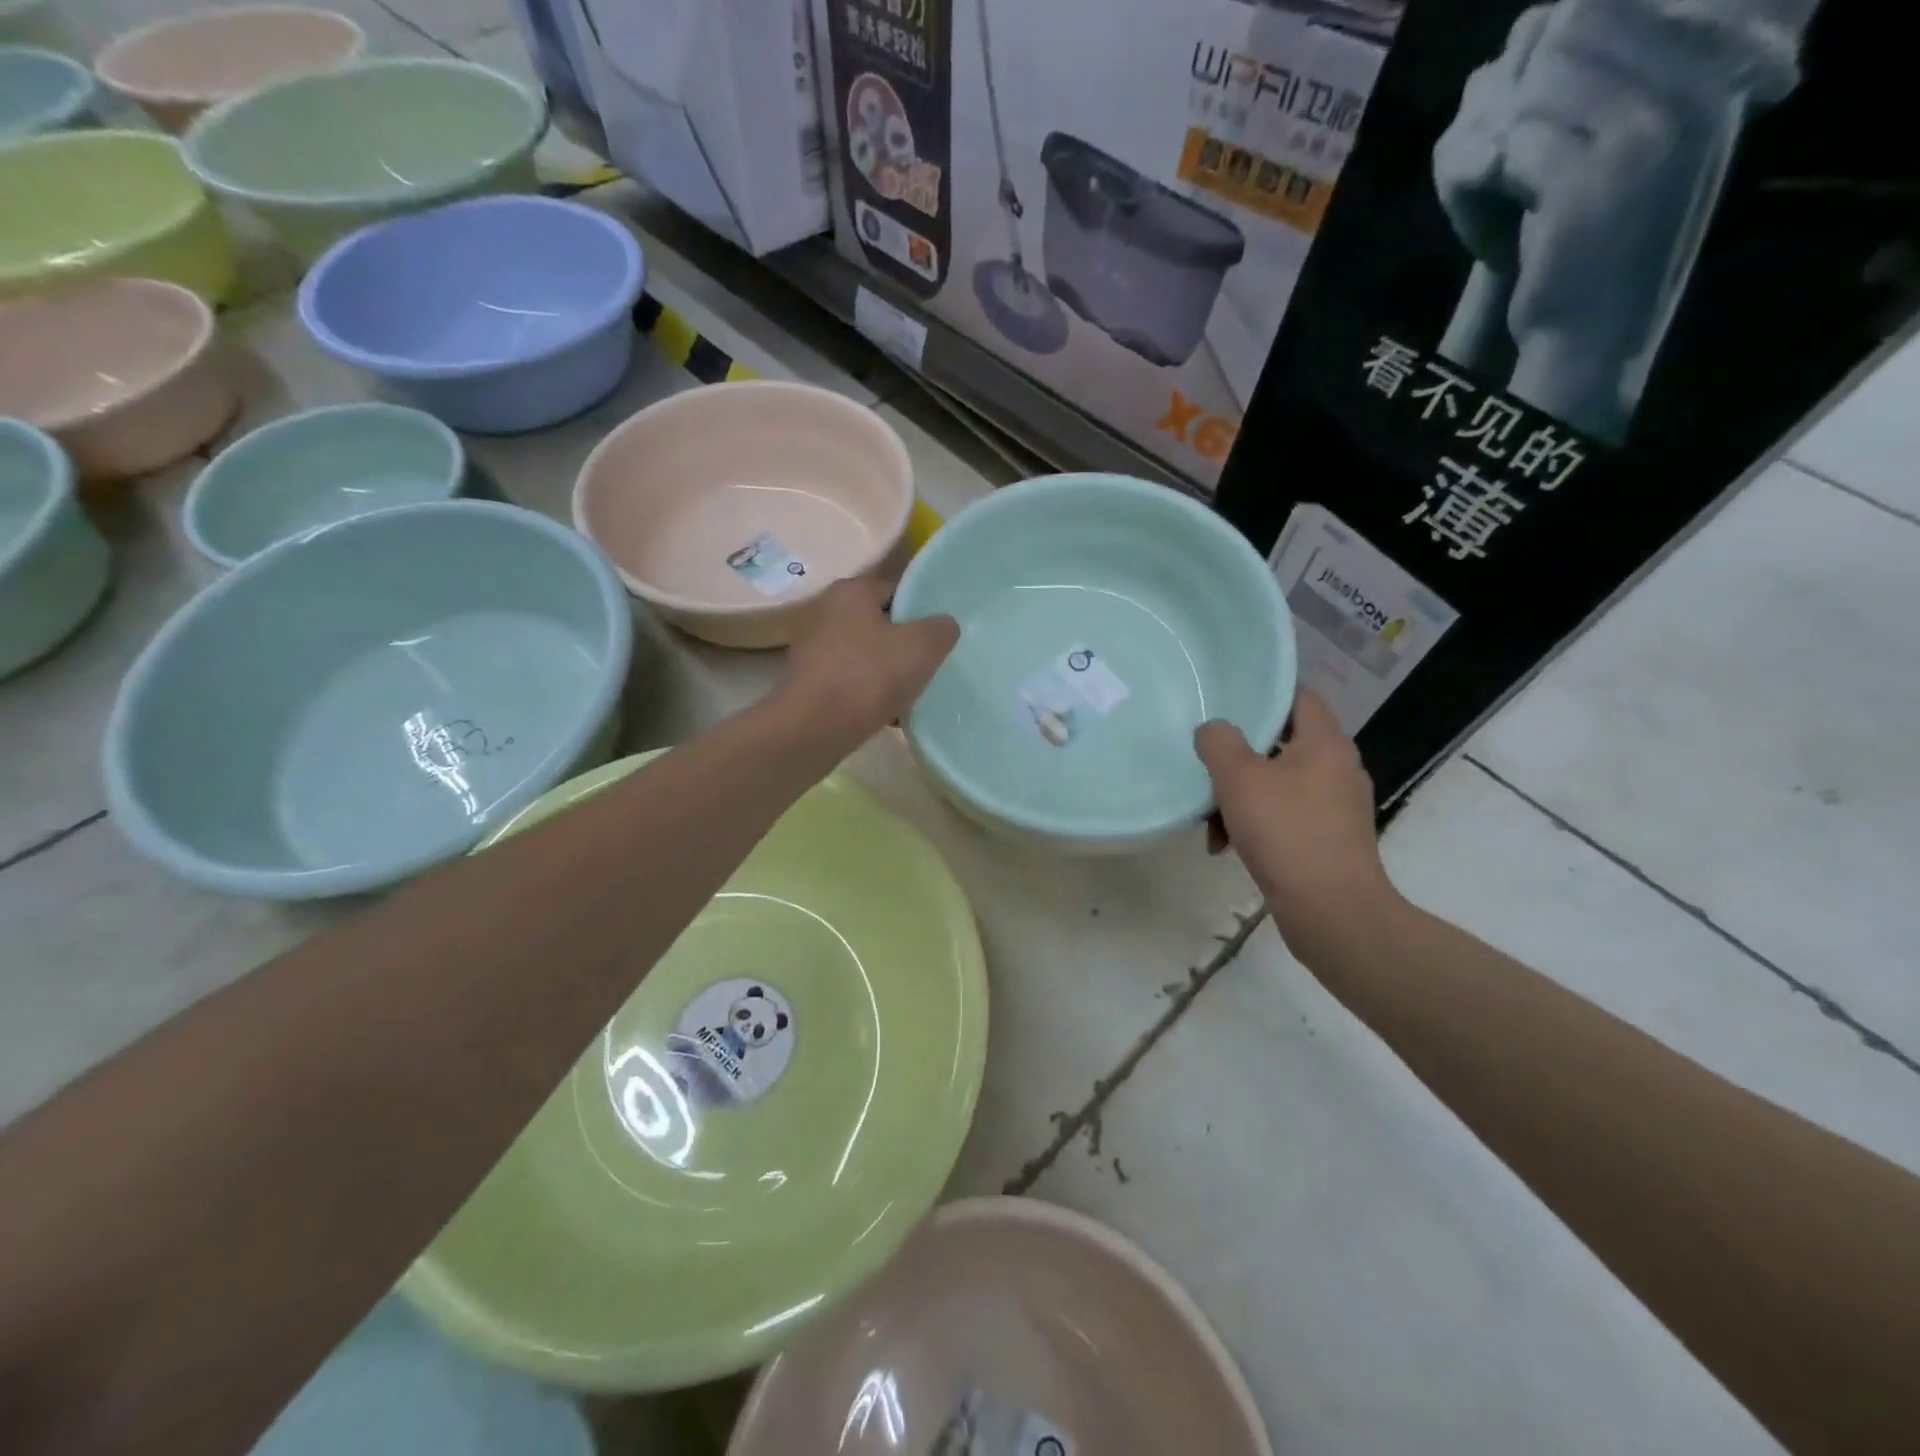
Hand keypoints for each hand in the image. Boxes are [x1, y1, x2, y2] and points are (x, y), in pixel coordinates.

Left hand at [779, 573, 958, 738]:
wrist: (814, 729)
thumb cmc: (869, 676)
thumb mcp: (922, 646)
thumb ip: (941, 628)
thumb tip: (942, 625)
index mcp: (851, 590)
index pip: (897, 587)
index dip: (923, 607)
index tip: (941, 632)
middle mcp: (827, 612)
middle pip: (881, 622)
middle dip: (906, 642)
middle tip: (931, 662)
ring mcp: (815, 648)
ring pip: (867, 653)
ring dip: (889, 670)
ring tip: (913, 691)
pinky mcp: (811, 681)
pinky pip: (852, 680)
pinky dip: (870, 692)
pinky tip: (889, 712)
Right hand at [1197, 690, 1396, 946]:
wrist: (1332, 911)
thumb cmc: (1286, 832)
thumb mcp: (1239, 779)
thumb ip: (1219, 742)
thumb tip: (1214, 729)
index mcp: (1325, 743)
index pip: (1299, 696)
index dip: (1263, 693)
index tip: (1226, 701)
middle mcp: (1338, 768)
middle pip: (1282, 743)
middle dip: (1240, 755)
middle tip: (1208, 764)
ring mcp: (1336, 806)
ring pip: (1278, 783)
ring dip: (1240, 796)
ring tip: (1210, 820)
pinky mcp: (1329, 839)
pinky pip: (1285, 815)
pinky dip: (1256, 823)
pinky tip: (1227, 846)